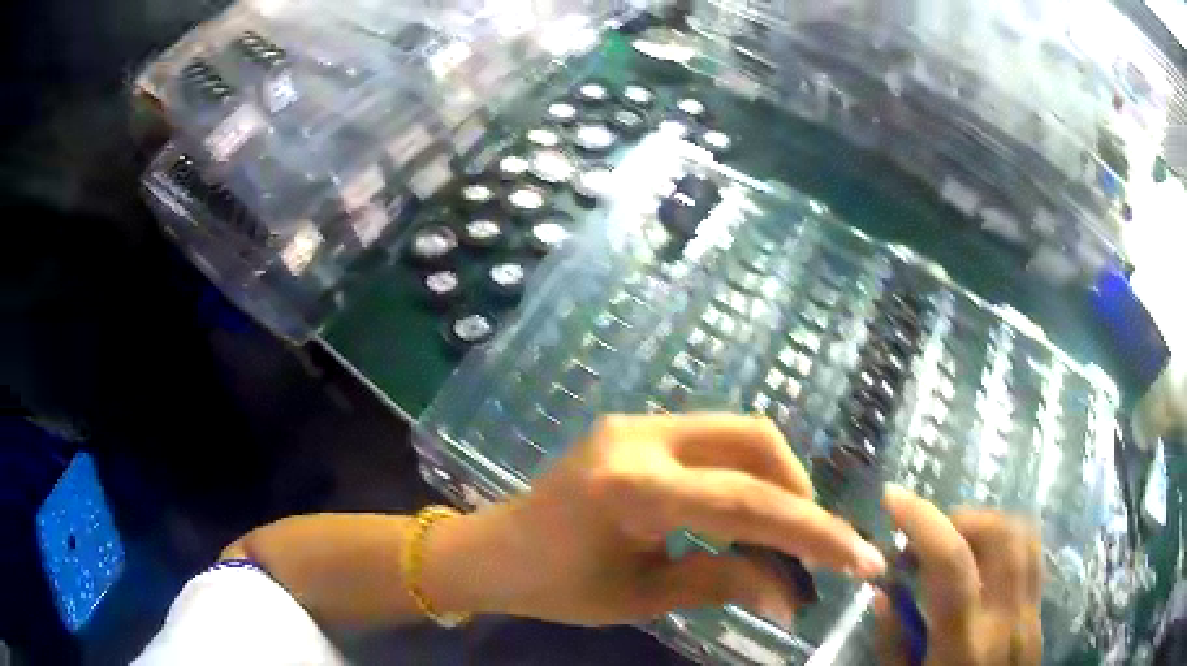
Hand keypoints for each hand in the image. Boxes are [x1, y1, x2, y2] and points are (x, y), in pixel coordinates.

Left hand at [448, 413, 886, 626]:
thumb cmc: (556, 586)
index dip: (813, 533)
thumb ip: (723, 582)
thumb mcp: (641, 597)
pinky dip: (745, 475)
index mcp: (631, 488)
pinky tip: (745, 514)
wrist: (495, 551)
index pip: (747, 503)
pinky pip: (713, 440)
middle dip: (799, 493)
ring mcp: (636, 423)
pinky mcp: (637, 427)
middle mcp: (640, 437)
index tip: (861, 560)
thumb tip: (793, 595)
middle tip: (810, 545)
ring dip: (775, 481)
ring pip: (739, 433)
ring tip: (782, 535)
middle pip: (755, 441)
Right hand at [875, 486, 1042, 665]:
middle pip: (1000, 534)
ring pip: (1024, 536)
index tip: (893, 499)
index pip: (952, 562)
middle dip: (959, 519)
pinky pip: (1031, 557)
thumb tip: (883, 591)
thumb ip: (893, 643)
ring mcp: (1030, 613)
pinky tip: (983, 565)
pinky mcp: (1039, 614)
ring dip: (985, 525)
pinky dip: (1006, 542)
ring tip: (955, 546)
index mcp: (964, 644)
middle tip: (928, 539)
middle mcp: (1006, 619)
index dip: (923, 521)